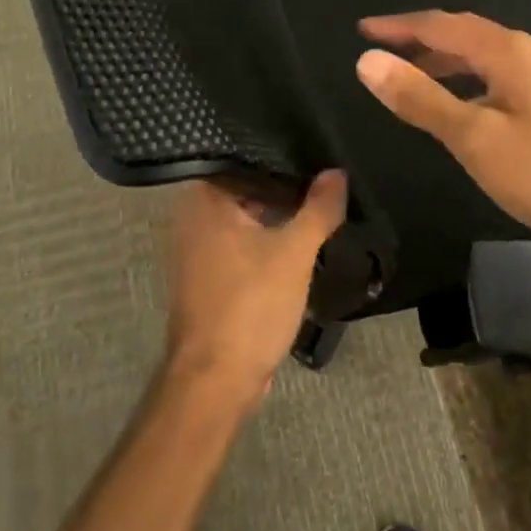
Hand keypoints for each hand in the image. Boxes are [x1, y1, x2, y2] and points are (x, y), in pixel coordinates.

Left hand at [161, 171, 347, 408]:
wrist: (215, 380)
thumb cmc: (250, 305)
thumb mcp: (294, 252)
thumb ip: (318, 209)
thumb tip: (337, 172)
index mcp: (204, 199)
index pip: (244, 158)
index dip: (281, 155)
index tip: (314, 150)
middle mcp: (193, 216)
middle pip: (246, 187)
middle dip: (284, 187)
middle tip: (325, 177)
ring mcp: (197, 248)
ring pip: (246, 217)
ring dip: (277, 215)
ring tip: (320, 204)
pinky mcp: (208, 275)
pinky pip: (242, 243)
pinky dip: (267, 240)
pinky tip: (299, 240)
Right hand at [354, 11, 530, 260]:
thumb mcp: (474, 139)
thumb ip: (420, 98)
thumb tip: (368, 61)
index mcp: (511, 52)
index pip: (442, 25)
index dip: (399, 27)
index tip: (363, 30)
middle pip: (466, 34)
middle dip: (421, 40)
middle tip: (382, 51)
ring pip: (487, 56)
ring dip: (447, 60)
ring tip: (413, 75)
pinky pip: (504, 73)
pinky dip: (472, 78)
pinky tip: (465, 103)